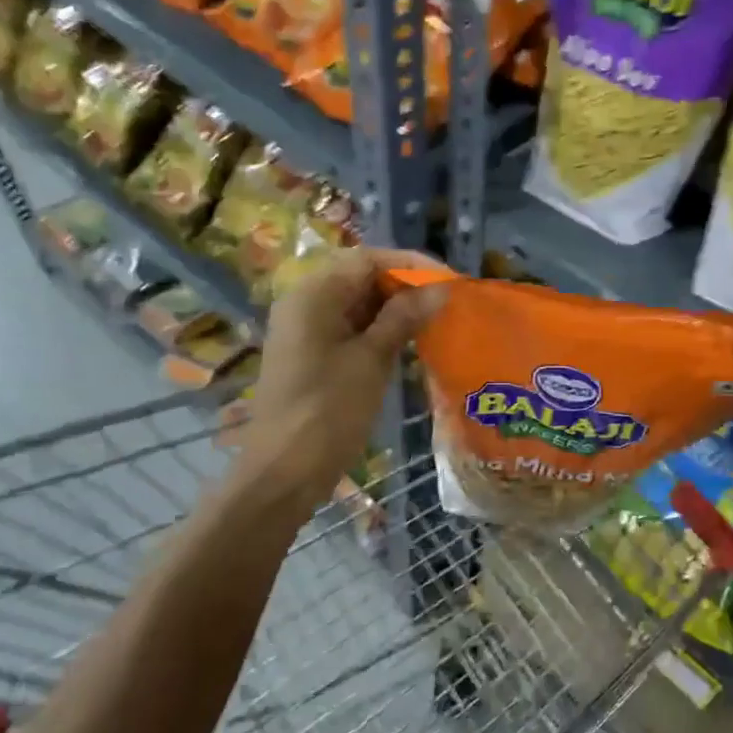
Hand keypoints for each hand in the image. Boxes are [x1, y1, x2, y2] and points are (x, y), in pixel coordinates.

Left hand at [240, 247, 446, 507]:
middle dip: (404, 285)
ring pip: (357, 303)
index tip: (448, 279)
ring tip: (435, 320)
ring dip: (395, 308)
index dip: (410, 264)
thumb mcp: (371, 360)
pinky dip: (379, 329)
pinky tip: (409, 342)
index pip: (367, 259)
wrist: (283, 473)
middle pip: (360, 277)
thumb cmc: (328, 412)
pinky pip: (350, 328)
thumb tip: (440, 288)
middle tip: (446, 302)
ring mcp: (306, 330)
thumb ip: (404, 318)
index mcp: (313, 295)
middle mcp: (305, 303)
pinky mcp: (312, 354)